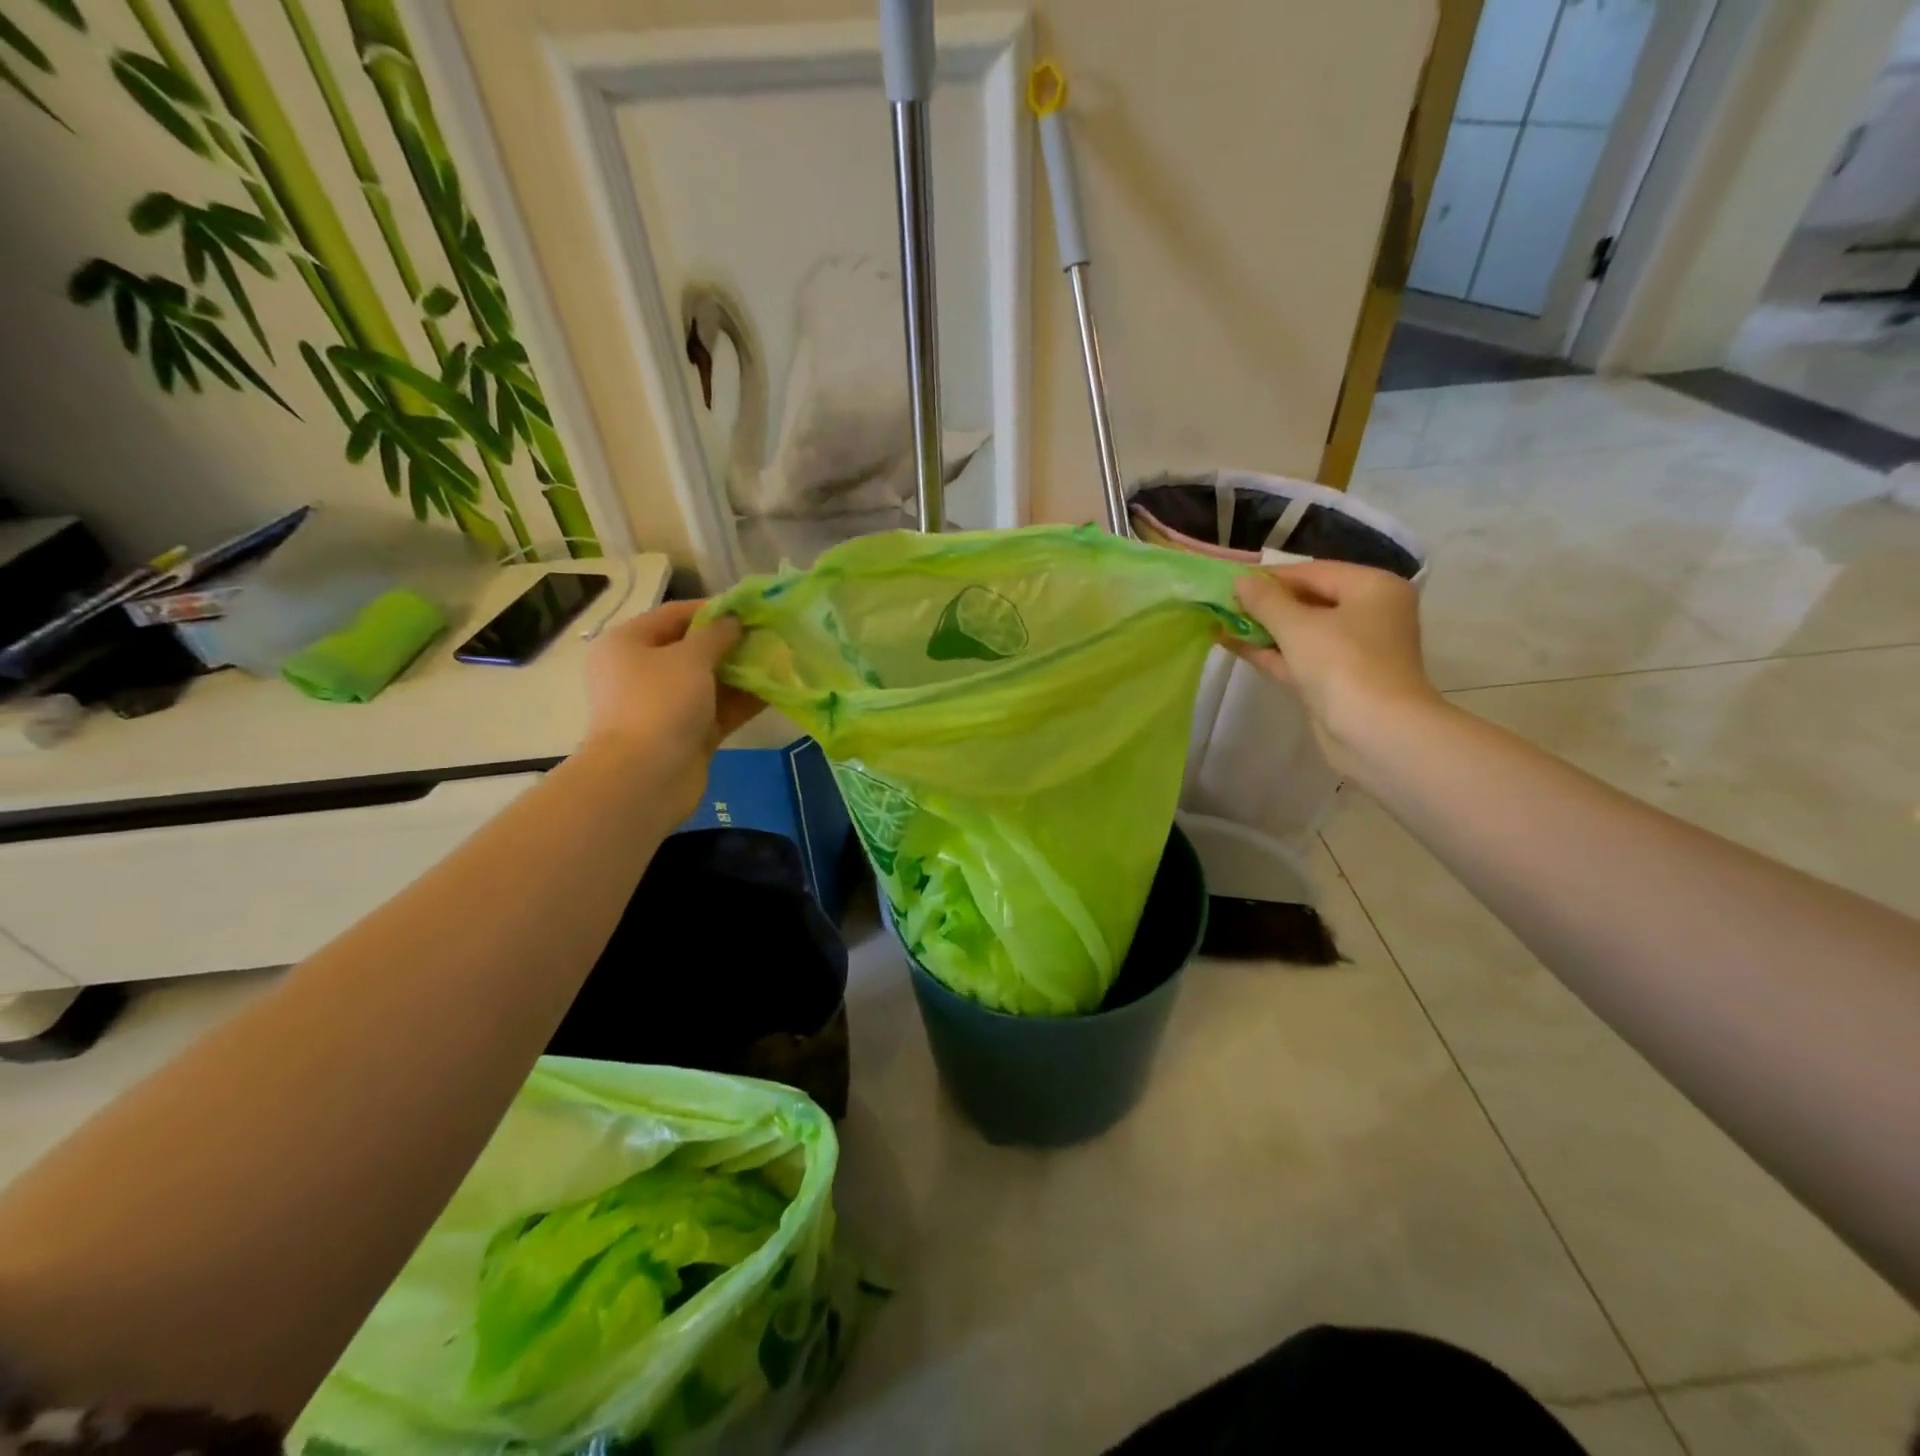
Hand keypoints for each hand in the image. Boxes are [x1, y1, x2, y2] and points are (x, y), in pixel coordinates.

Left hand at [584, 600, 762, 811]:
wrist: (645, 778)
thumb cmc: (660, 703)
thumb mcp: (690, 658)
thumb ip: (717, 634)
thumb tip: (733, 621)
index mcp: (629, 644)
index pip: (674, 614)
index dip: (714, 609)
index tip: (752, 609)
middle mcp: (643, 672)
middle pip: (694, 649)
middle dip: (733, 643)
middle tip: (772, 636)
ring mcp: (665, 706)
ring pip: (710, 682)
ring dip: (743, 673)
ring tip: (782, 660)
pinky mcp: (687, 734)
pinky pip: (719, 710)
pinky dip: (743, 701)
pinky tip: (778, 691)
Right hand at [1230, 561, 1440, 774]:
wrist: (1376, 733)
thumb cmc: (1343, 665)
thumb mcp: (1298, 626)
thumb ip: (1265, 600)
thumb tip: (1240, 581)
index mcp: (1372, 588)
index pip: (1313, 571)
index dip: (1269, 576)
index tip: (1230, 581)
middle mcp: (1368, 614)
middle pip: (1308, 600)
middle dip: (1265, 603)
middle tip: (1223, 602)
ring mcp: (1352, 650)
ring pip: (1301, 631)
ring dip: (1262, 628)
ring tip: (1220, 620)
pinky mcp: (1336, 680)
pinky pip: (1298, 656)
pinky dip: (1270, 651)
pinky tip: (1233, 644)